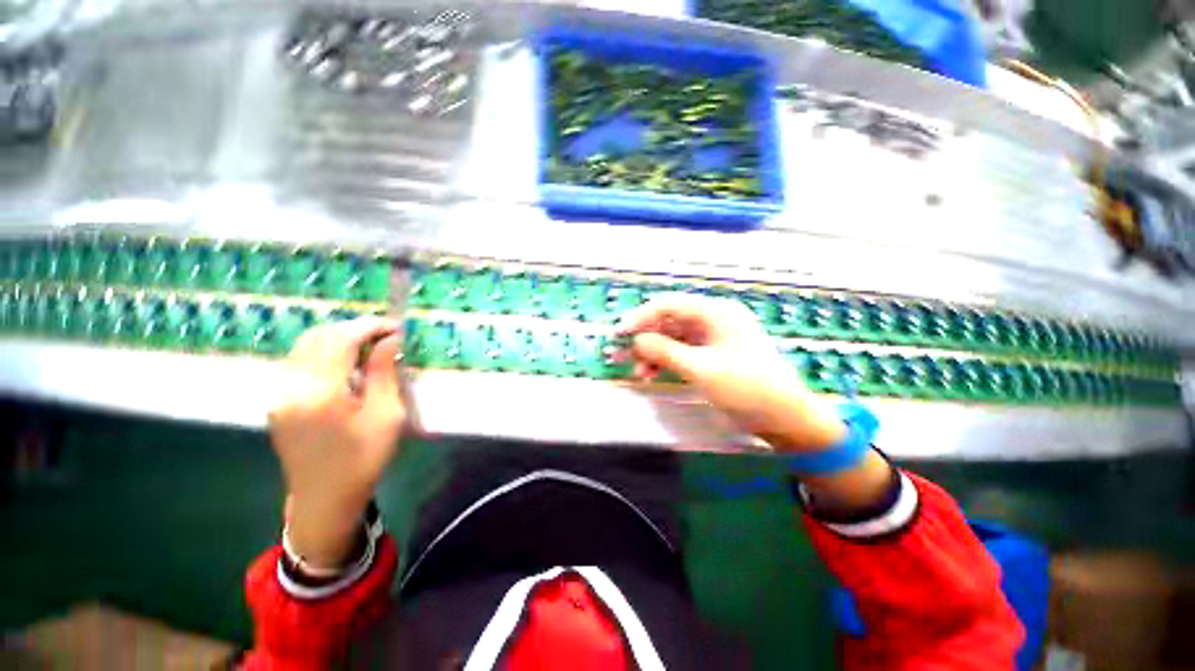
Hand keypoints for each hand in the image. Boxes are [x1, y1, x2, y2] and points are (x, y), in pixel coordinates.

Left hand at [268, 317, 404, 568]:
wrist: (324, 499)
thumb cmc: (363, 459)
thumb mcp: (386, 416)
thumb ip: (384, 372)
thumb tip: (389, 339)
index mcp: (319, 394)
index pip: (340, 339)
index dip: (370, 326)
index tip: (396, 327)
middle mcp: (290, 387)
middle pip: (318, 336)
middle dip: (354, 328)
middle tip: (385, 336)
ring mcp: (278, 393)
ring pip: (305, 345)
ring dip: (339, 338)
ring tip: (369, 346)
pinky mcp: (277, 399)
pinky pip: (299, 360)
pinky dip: (325, 351)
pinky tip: (347, 363)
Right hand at [618, 294, 845, 451]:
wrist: (788, 420)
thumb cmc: (748, 389)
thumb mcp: (702, 370)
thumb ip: (665, 352)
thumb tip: (636, 340)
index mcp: (716, 313)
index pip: (669, 305)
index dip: (641, 317)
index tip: (619, 334)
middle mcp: (713, 320)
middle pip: (669, 322)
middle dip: (645, 338)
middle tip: (623, 356)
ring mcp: (713, 339)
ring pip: (672, 339)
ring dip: (653, 353)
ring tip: (639, 373)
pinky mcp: (712, 356)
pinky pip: (681, 353)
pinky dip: (665, 362)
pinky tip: (652, 375)